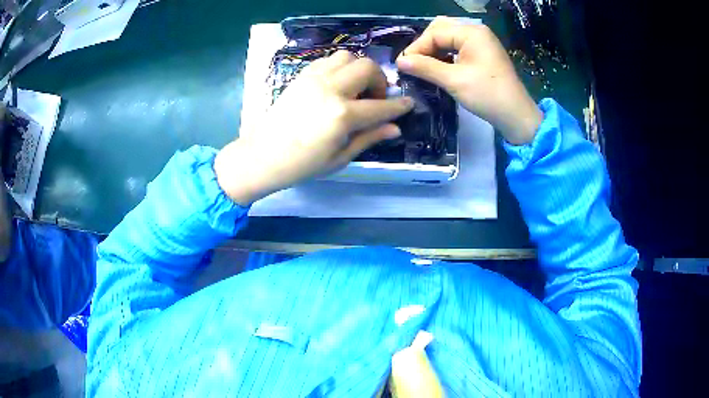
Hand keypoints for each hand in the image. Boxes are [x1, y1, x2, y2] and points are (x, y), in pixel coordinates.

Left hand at [215, 50, 413, 204]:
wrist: (262, 156)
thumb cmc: (302, 164)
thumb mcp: (340, 157)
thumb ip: (369, 138)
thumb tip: (395, 128)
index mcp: (342, 115)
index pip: (381, 106)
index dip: (398, 105)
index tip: (408, 103)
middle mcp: (330, 89)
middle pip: (367, 68)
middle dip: (379, 81)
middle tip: (374, 99)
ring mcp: (313, 78)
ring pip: (348, 57)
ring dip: (359, 69)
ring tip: (355, 89)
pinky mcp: (301, 75)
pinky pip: (328, 60)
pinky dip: (340, 67)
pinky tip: (337, 84)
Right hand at [396, 17, 542, 144]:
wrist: (516, 116)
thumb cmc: (487, 96)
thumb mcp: (454, 81)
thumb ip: (425, 67)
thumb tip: (399, 61)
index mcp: (471, 33)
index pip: (435, 33)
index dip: (417, 48)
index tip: (403, 65)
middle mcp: (476, 31)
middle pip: (440, 29)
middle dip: (425, 45)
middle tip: (414, 64)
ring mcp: (481, 42)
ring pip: (448, 38)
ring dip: (434, 50)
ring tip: (423, 67)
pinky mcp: (482, 53)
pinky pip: (457, 47)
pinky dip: (445, 55)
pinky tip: (439, 67)